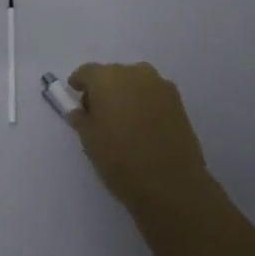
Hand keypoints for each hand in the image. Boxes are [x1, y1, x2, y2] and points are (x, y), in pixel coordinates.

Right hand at [62, 62, 214, 209]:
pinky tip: (143, 126)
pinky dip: (145, 104)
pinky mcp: (178, 101)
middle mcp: (134, 72)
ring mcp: (160, 85)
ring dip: (126, 95)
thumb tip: (80, 112)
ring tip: (123, 121)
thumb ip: (81, 119)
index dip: (79, 83)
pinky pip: (153, 95)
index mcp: (106, 78)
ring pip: (135, 83)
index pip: (86, 72)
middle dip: (104, 90)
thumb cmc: (120, 160)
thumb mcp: (89, 140)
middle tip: (99, 114)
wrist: (171, 183)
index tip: (76, 95)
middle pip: (112, 75)